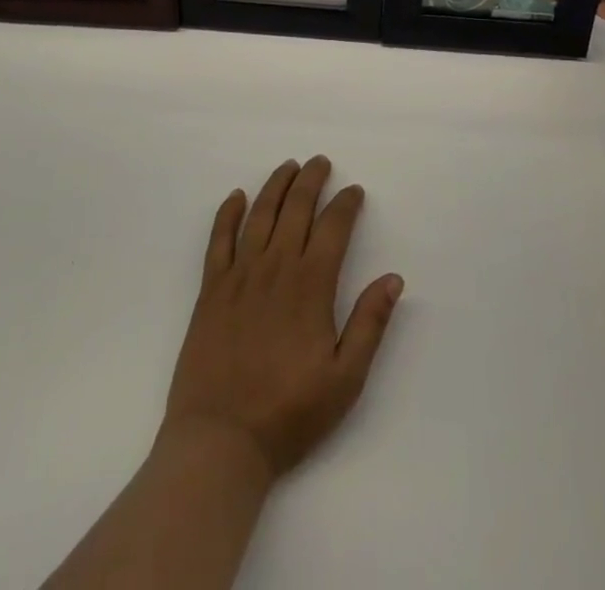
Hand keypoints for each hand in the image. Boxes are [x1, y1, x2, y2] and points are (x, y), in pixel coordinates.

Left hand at [159, 157, 403, 482]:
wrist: (221, 441)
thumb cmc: (289, 413)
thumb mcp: (345, 378)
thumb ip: (369, 324)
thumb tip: (393, 278)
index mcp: (311, 285)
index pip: (333, 227)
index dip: (346, 204)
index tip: (354, 191)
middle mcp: (276, 268)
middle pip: (296, 208)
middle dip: (311, 180)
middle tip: (320, 162)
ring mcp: (240, 275)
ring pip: (260, 214)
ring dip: (276, 185)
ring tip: (288, 166)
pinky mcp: (211, 289)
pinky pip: (218, 239)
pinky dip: (227, 213)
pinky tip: (236, 197)